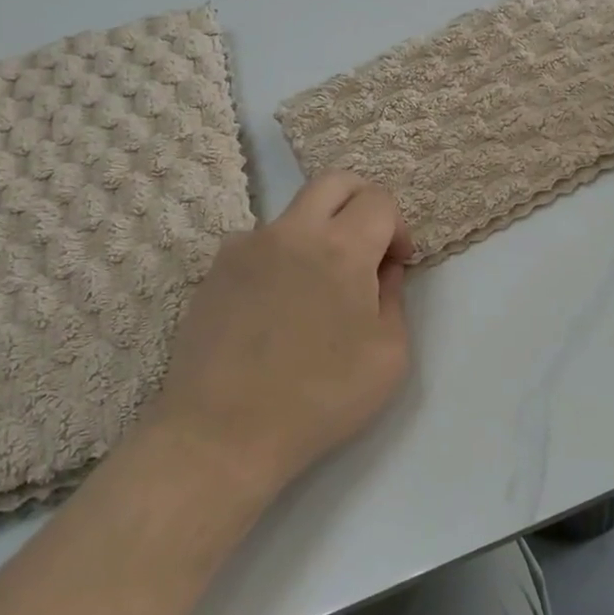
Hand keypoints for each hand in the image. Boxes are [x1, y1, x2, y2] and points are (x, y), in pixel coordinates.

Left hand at [148, 171, 414, 500]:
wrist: (223, 432)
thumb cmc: (319, 398)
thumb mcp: (389, 355)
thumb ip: (394, 297)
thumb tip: (382, 269)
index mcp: (340, 248)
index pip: (379, 200)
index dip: (397, 227)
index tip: (395, 265)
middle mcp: (291, 231)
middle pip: (334, 182)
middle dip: (362, 202)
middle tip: (368, 245)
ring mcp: (246, 246)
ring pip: (295, 213)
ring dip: (319, 233)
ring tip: (317, 290)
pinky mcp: (216, 268)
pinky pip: (260, 244)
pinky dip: (281, 258)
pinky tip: (276, 308)